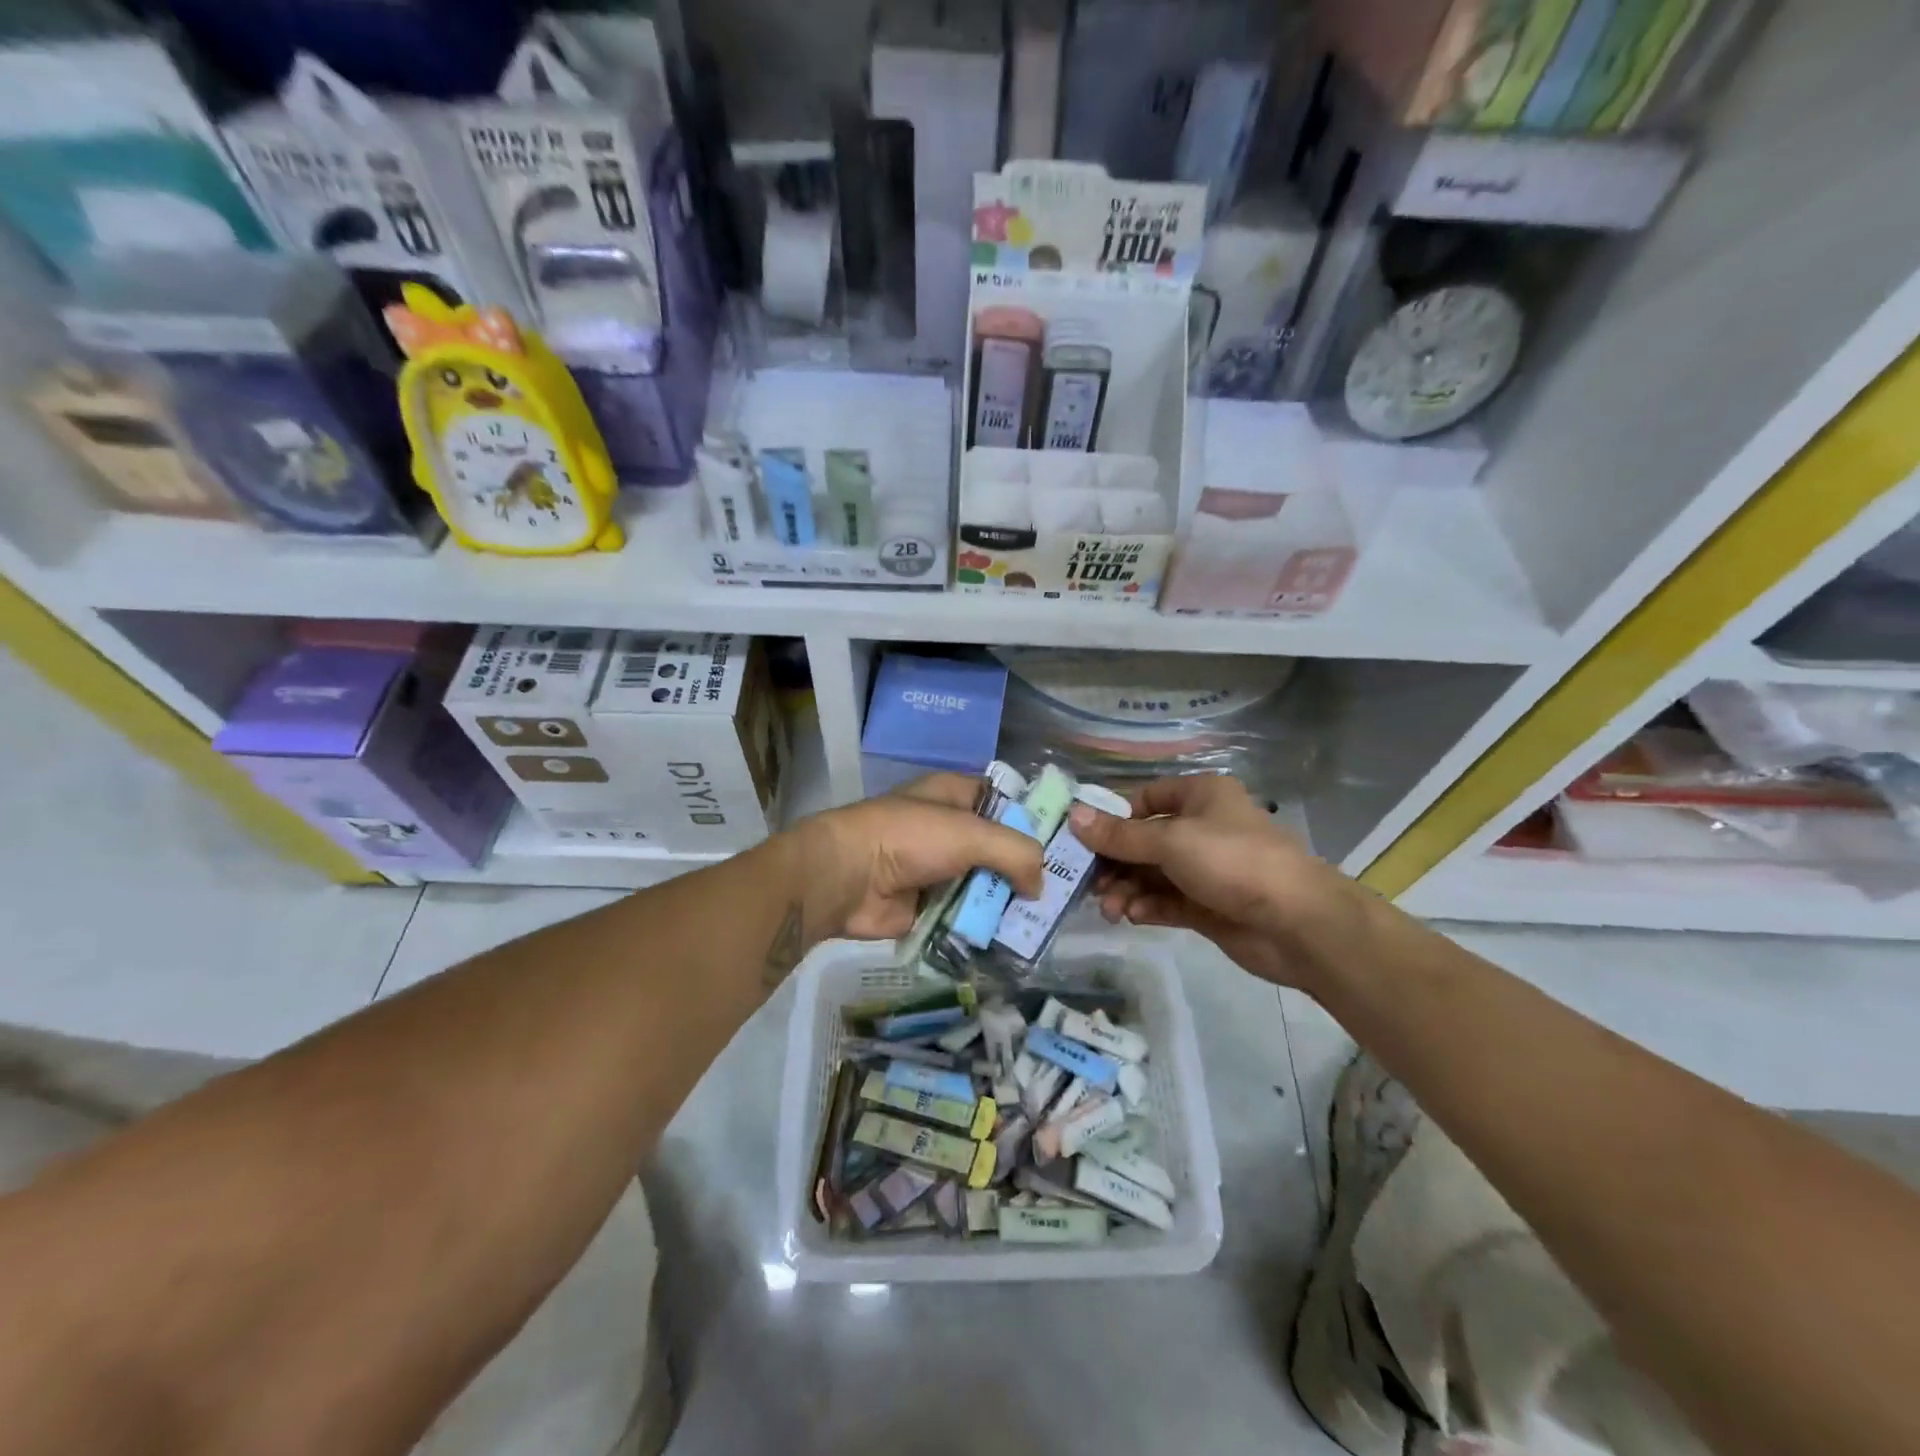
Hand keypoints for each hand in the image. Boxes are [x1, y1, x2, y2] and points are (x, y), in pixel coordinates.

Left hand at [796, 773, 1046, 941]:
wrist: (847, 878)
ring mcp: (939, 869)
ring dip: (1009, 902)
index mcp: (956, 796)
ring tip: (1046, 923)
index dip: (1035, 818)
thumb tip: (1039, 886)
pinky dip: (985, 926)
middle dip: (1027, 869)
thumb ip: (1016, 853)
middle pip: (1000, 847)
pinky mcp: (930, 905)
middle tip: (1066, 892)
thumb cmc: (909, 838)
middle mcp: (950, 829)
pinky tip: (1015, 941)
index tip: (1068, 844)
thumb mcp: (970, 832)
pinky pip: (967, 915)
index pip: (1006, 800)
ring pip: (986, 884)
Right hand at [1068, 775, 1364, 988]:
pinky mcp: (1208, 906)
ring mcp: (1206, 870)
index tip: (1081, 839)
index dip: (1112, 817)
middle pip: (1144, 841)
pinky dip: (1146, 906)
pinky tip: (1131, 916)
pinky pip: (1166, 901)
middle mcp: (1202, 828)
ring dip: (1127, 888)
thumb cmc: (1233, 861)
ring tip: (1110, 908)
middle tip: (1088, 883)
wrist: (1298, 923)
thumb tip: (1073, 815)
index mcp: (1200, 797)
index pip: (1144, 800)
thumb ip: (1120, 835)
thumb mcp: (1171, 841)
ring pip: (1152, 874)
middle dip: (1115, 862)